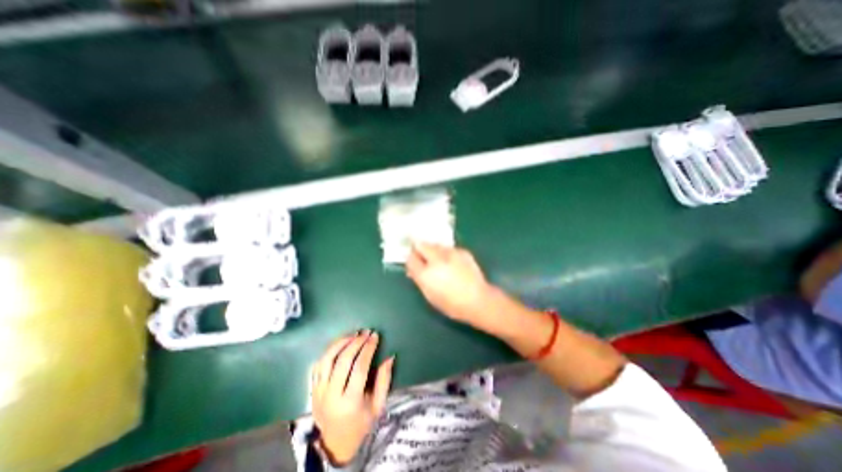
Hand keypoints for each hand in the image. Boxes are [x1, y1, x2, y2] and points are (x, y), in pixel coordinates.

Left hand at [309, 332, 394, 464]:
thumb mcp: (378, 406)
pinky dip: (328, 351)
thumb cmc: (360, 424)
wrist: (334, 444)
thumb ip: (384, 380)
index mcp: (350, 402)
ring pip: (327, 359)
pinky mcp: (312, 389)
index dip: (368, 348)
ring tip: (353, 334)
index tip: (375, 336)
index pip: (359, 367)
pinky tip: (339, 344)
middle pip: (343, 360)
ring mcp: (319, 392)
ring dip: (340, 343)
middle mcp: (331, 395)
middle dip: (356, 342)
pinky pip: (317, 365)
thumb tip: (390, 356)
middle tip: (366, 332)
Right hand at [404, 243, 494, 326]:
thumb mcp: (430, 295)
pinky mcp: (462, 251)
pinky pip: (448, 248)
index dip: (410, 259)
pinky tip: (452, 262)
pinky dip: (446, 253)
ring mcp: (450, 253)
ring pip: (435, 244)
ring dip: (433, 250)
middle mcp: (436, 260)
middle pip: (421, 245)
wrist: (478, 300)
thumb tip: (412, 269)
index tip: (413, 261)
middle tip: (422, 256)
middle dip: (419, 249)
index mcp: (426, 274)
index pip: (410, 258)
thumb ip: (419, 279)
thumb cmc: (451, 304)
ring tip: (438, 260)